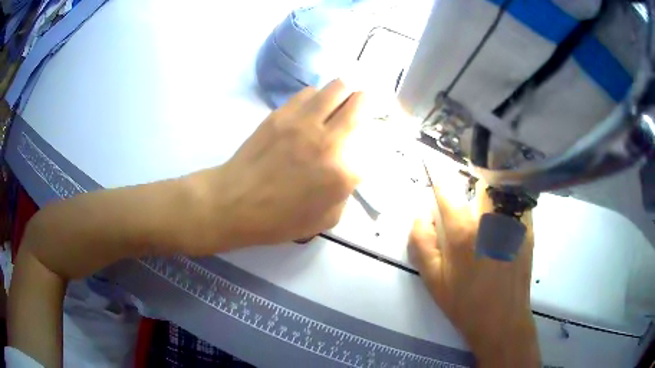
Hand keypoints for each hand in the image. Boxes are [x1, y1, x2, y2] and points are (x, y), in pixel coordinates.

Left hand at [190, 79, 365, 250]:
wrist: (235, 202)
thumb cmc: (279, 219)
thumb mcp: (325, 220)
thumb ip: (345, 193)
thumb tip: (347, 171)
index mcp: (342, 172)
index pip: (373, 144)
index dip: (376, 139)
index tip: (371, 138)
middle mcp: (328, 139)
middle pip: (360, 102)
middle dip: (367, 100)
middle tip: (364, 104)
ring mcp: (303, 122)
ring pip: (336, 87)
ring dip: (344, 92)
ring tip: (339, 101)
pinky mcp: (281, 113)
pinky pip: (308, 92)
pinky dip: (317, 96)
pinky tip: (313, 107)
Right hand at [409, 166, 540, 366]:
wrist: (502, 320)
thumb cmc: (464, 303)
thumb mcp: (433, 281)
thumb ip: (421, 244)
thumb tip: (420, 214)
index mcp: (462, 233)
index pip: (447, 191)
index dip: (437, 174)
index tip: (431, 162)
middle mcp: (489, 221)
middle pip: (481, 181)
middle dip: (472, 178)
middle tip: (469, 187)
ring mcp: (513, 223)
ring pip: (502, 188)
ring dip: (493, 187)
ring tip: (488, 200)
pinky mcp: (528, 230)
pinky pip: (519, 202)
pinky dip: (511, 200)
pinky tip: (506, 216)